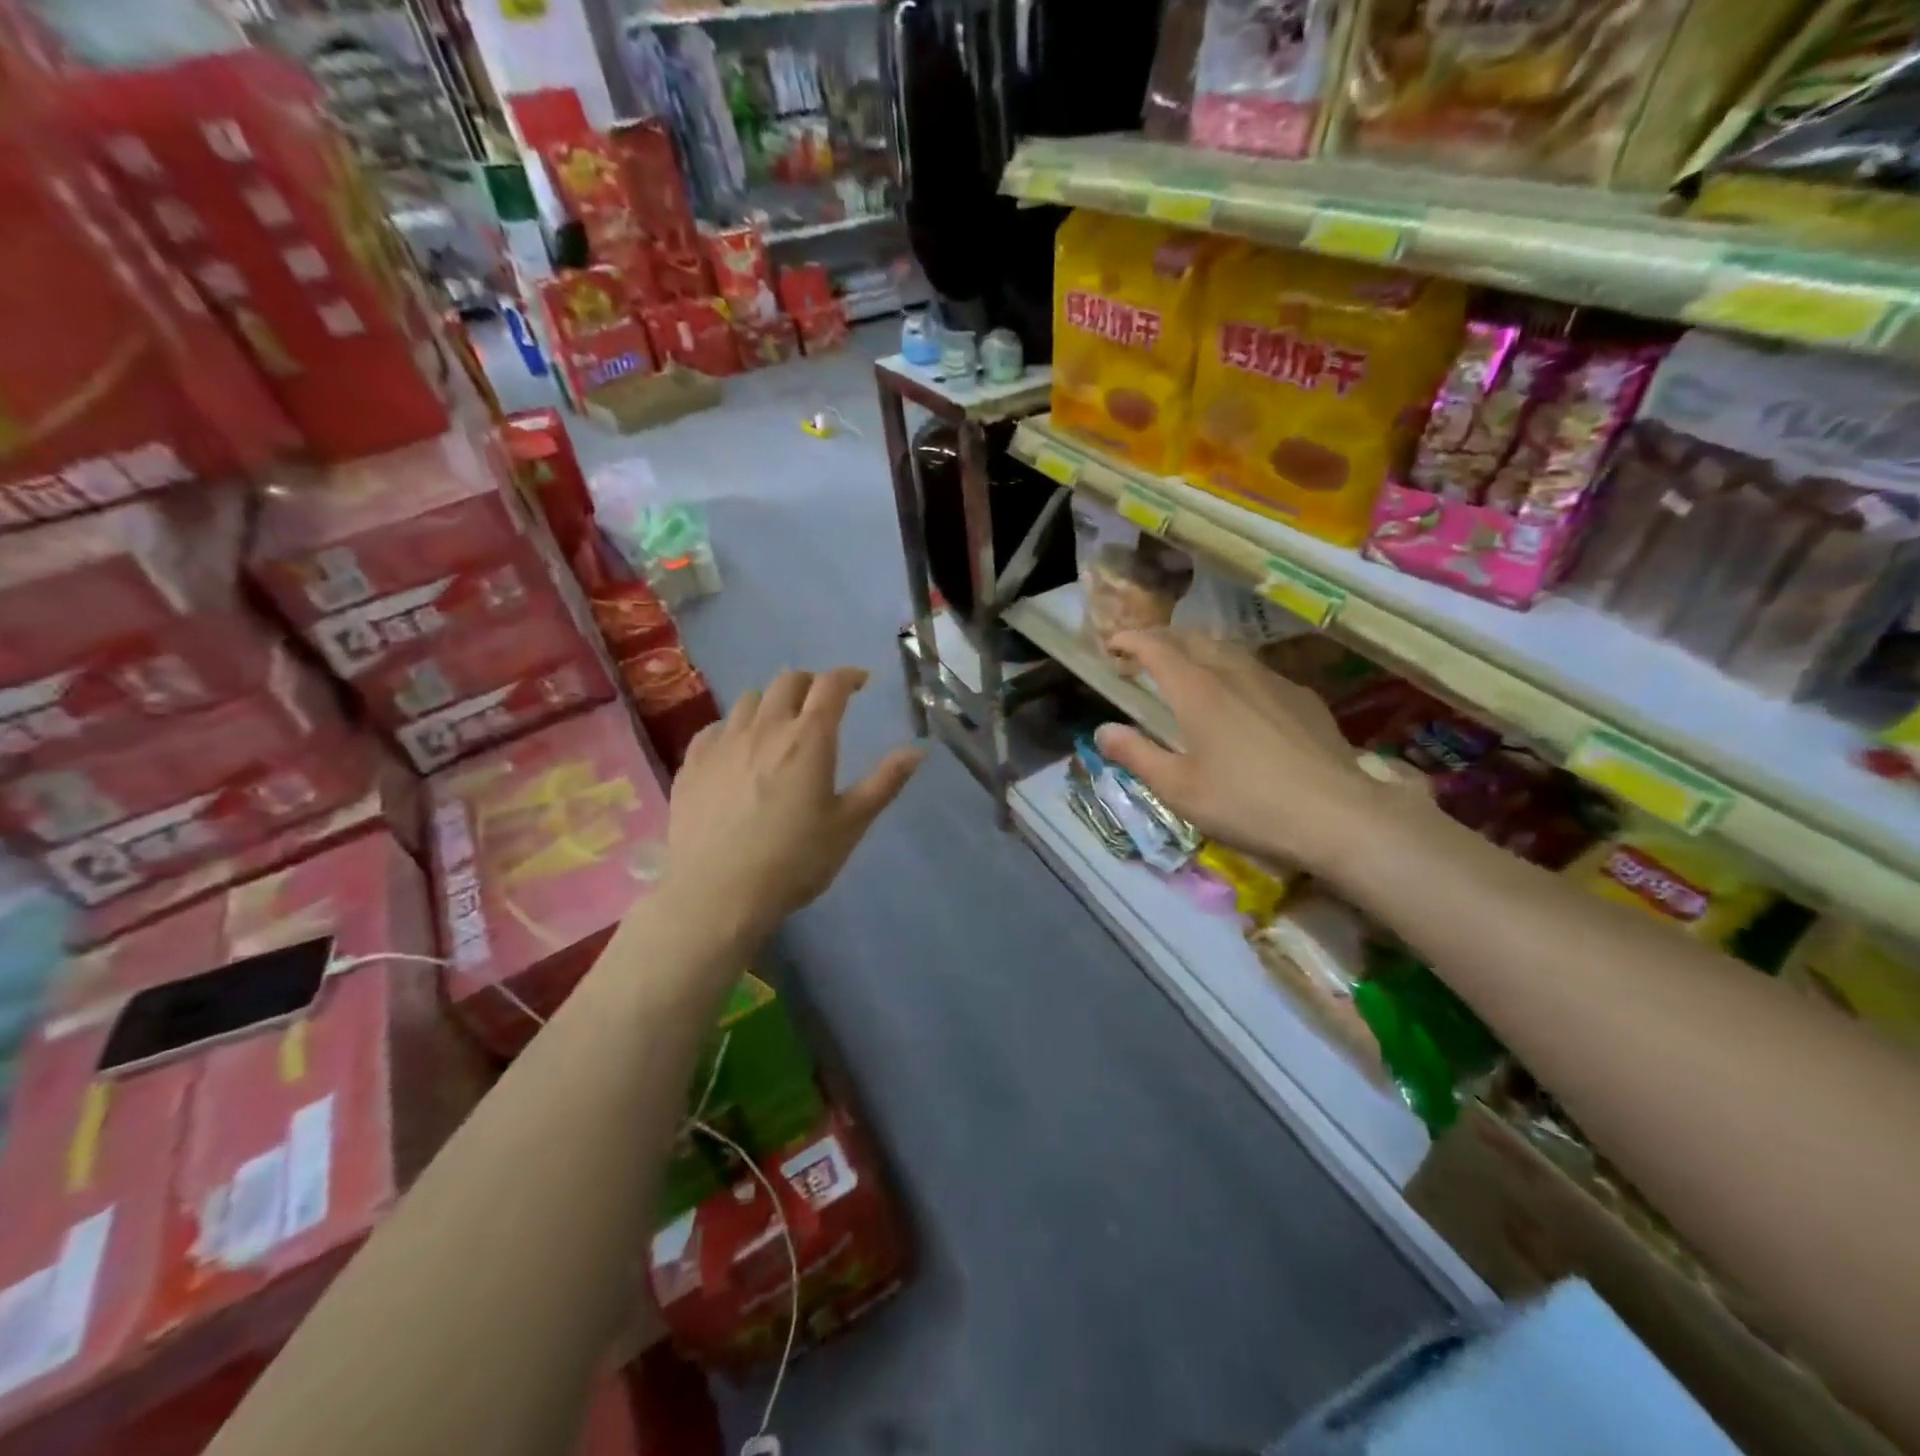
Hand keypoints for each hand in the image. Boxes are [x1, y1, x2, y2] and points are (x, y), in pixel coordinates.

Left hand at [665, 667, 923, 940]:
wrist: (716, 894)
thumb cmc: (794, 861)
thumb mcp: (850, 825)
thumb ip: (885, 782)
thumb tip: (918, 748)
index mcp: (809, 739)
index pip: (831, 684)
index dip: (849, 676)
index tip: (860, 683)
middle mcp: (766, 728)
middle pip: (789, 680)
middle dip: (811, 683)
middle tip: (822, 704)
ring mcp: (723, 742)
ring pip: (750, 699)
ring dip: (772, 702)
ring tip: (780, 726)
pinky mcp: (692, 762)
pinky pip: (716, 726)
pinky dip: (735, 727)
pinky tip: (738, 751)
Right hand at [1094, 631, 1411, 878]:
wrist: (1337, 815)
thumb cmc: (1246, 803)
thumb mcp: (1178, 788)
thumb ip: (1136, 755)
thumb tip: (1103, 730)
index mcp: (1196, 690)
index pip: (1156, 647)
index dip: (1130, 640)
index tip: (1112, 644)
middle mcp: (1233, 673)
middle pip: (1193, 639)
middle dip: (1163, 640)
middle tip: (1146, 657)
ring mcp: (1273, 681)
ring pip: (1229, 650)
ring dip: (1200, 651)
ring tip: (1189, 671)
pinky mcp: (1303, 698)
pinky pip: (1258, 671)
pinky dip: (1233, 671)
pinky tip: (1241, 700)